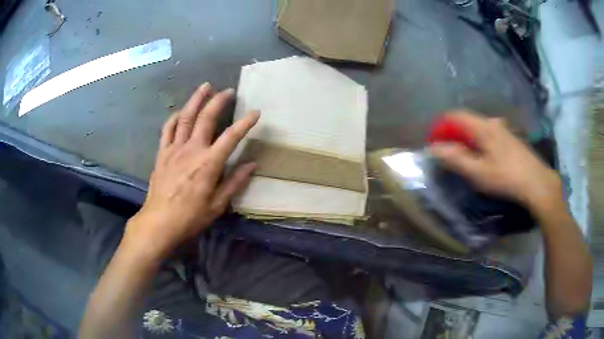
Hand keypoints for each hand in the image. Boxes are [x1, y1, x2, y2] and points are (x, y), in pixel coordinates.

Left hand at [124, 82, 259, 258]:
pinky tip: (180, 111)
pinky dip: (174, 117)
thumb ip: (235, 182)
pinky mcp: (162, 153)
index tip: (255, 112)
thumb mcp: (218, 205)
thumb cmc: (190, 217)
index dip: (245, 123)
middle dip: (218, 101)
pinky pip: (167, 129)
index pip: (231, 137)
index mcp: (209, 164)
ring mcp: (174, 149)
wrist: (159, 222)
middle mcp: (192, 150)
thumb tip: (252, 165)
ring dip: (196, 100)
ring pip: (185, 117)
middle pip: (206, 118)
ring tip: (205, 87)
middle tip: (228, 91)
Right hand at [429, 111, 561, 207]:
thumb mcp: (477, 172)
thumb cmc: (505, 177)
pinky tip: (484, 157)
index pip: (455, 116)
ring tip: (466, 157)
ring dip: (468, 138)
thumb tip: (434, 148)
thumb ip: (455, 158)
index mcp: (482, 126)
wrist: (536, 182)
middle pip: (467, 121)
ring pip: (479, 128)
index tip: (434, 142)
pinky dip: (480, 141)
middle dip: (454, 133)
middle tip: (449, 153)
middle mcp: (492, 122)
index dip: (442, 126)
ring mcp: (504, 129)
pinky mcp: (511, 138)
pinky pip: (489, 134)